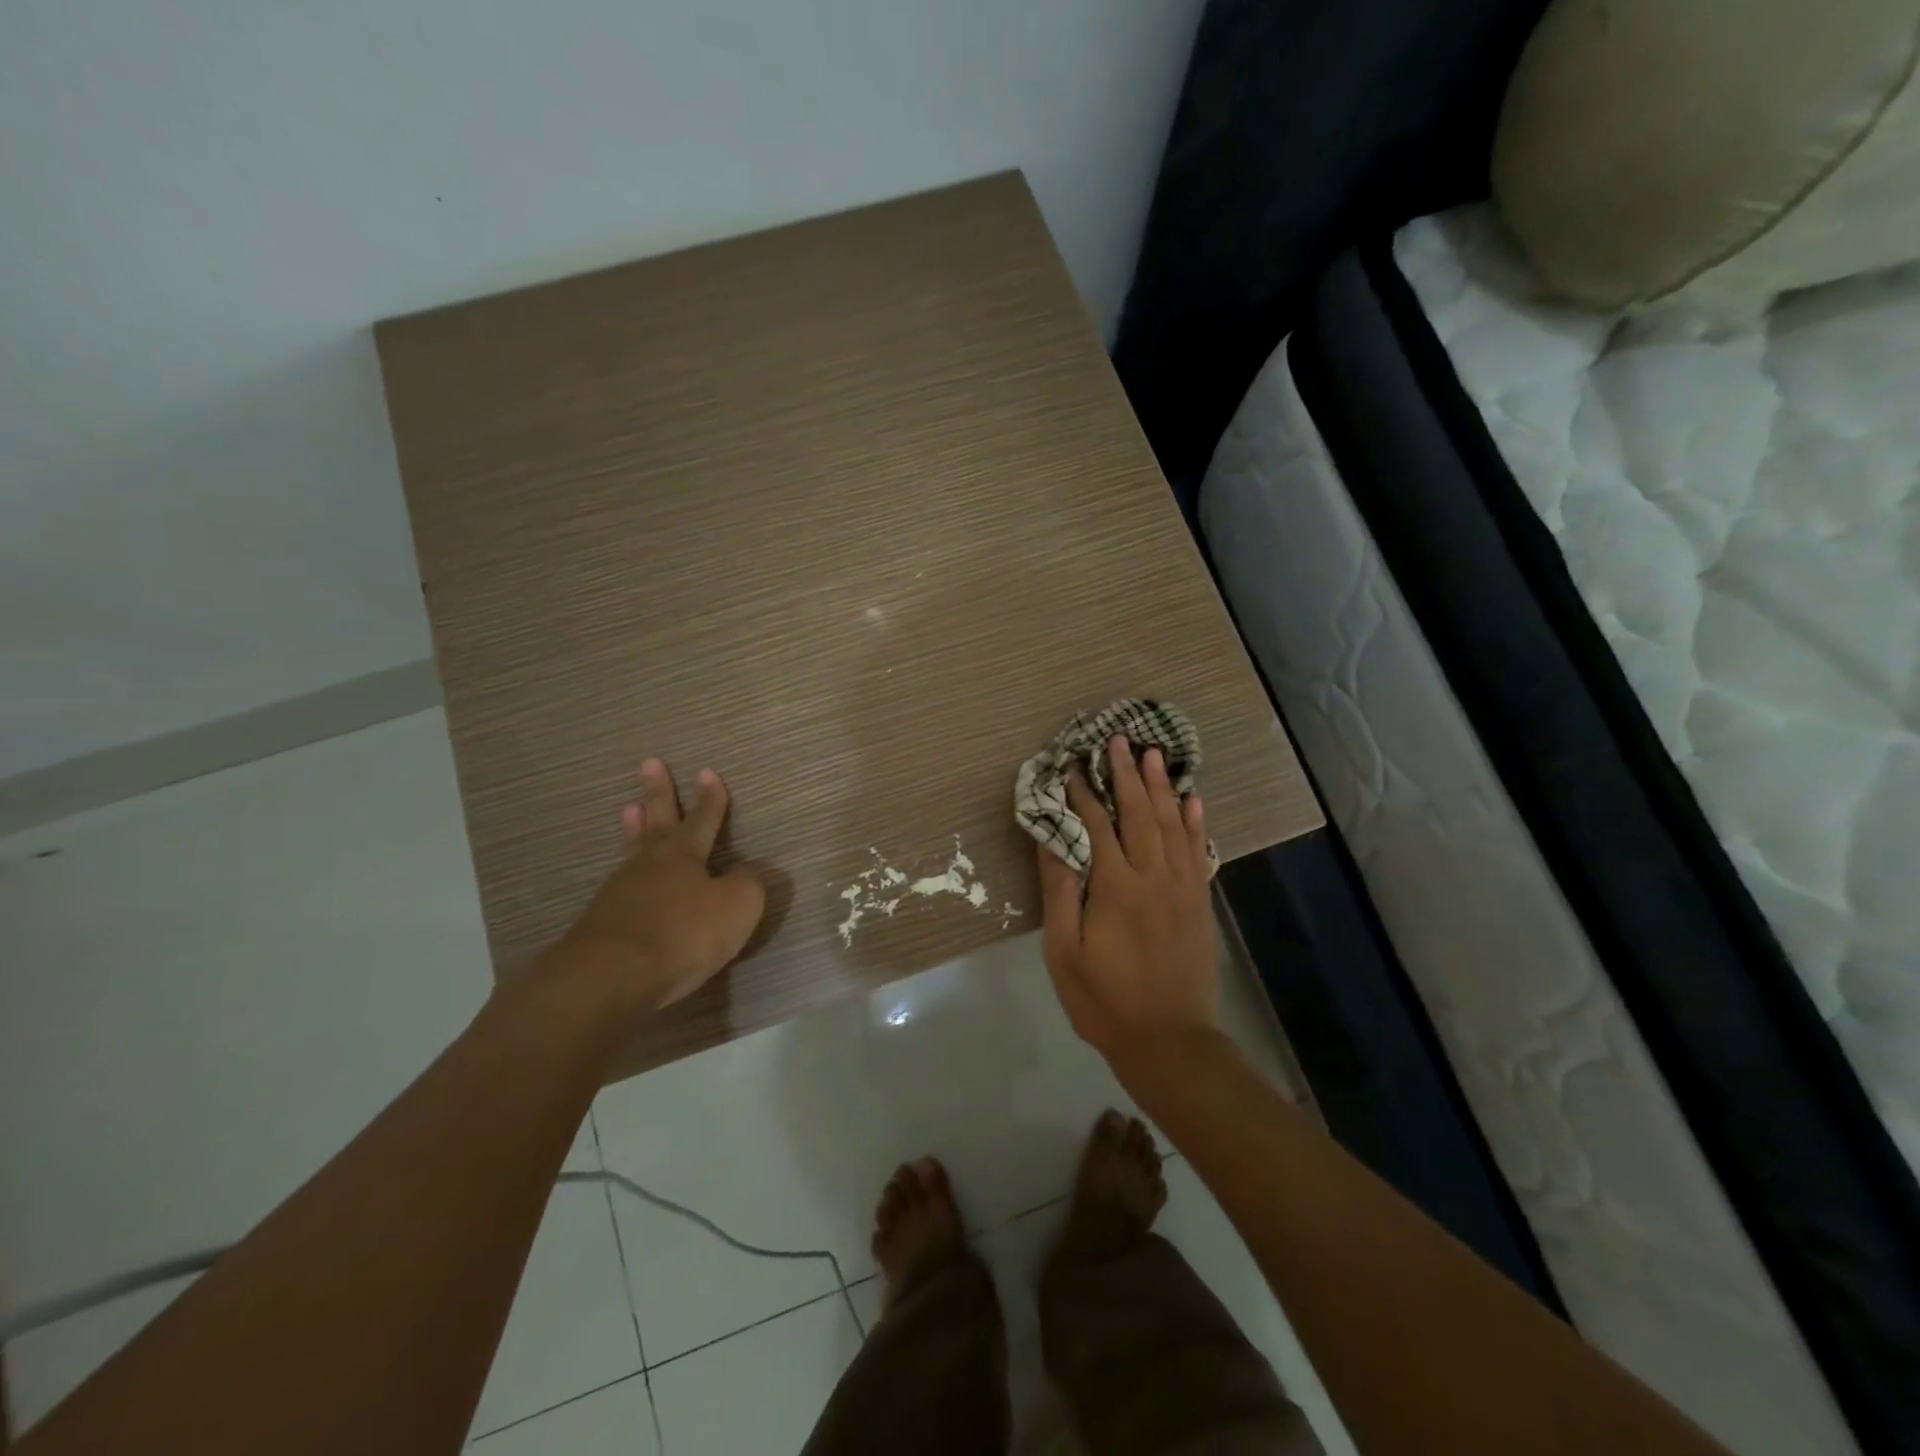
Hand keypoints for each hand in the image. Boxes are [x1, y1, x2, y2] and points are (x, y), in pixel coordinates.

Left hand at [545, 758, 765, 1015]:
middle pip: (657, 821)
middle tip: (650, 764)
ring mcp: (620, 891)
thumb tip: (746, 871)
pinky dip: (626, 874)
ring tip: (629, 808)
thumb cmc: (683, 934)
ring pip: (632, 850)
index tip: (707, 771)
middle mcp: (650, 865)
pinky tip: (625, 880)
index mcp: (684, 856)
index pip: (703, 819)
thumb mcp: (737, 906)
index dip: (710, 798)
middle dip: (658, 793)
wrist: (612, 976)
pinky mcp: (602, 922)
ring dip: (634, 827)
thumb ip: (747, 884)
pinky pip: (620, 886)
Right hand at [1038, 736, 1218, 1071]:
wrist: (1170, 1041)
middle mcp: (1153, 876)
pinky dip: (1195, 822)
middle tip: (1119, 740)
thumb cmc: (1105, 1000)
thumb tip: (1051, 841)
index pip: (1097, 825)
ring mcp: (1182, 887)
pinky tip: (1193, 800)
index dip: (1084, 794)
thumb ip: (1060, 892)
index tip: (1074, 766)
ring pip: (1172, 824)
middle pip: (1140, 813)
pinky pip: (1198, 851)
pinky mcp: (1199, 901)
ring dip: (1162, 787)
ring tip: (1154, 754)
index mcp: (1115, 886)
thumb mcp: (1065, 952)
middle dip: (1128, 774)